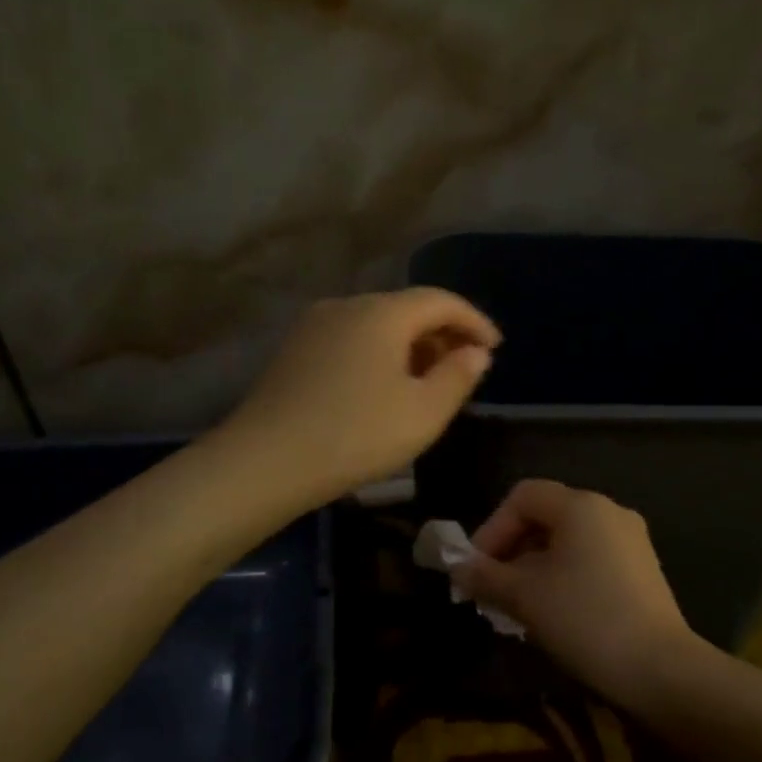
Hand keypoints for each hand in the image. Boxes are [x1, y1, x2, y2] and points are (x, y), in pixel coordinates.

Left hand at [222, 288, 499, 505]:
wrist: (265, 460)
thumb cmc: (356, 434)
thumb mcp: (424, 412)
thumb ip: (458, 376)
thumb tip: (475, 353)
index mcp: (383, 313)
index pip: (440, 300)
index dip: (474, 321)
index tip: (495, 347)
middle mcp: (347, 305)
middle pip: (407, 308)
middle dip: (442, 334)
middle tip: (464, 368)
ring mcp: (315, 325)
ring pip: (377, 324)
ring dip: (410, 346)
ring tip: (427, 381)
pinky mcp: (295, 349)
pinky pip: (351, 339)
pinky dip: (379, 354)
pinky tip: (383, 387)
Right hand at [451, 479, 699, 704]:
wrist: (660, 669)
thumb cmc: (585, 619)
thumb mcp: (525, 597)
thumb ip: (486, 576)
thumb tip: (458, 567)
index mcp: (581, 506)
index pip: (523, 496)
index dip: (492, 528)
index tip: (477, 568)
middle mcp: (609, 512)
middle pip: (545, 517)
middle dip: (511, 551)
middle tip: (491, 590)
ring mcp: (630, 541)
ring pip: (567, 541)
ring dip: (534, 568)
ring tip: (516, 607)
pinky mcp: (642, 570)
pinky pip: (590, 559)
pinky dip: (562, 576)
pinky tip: (551, 612)